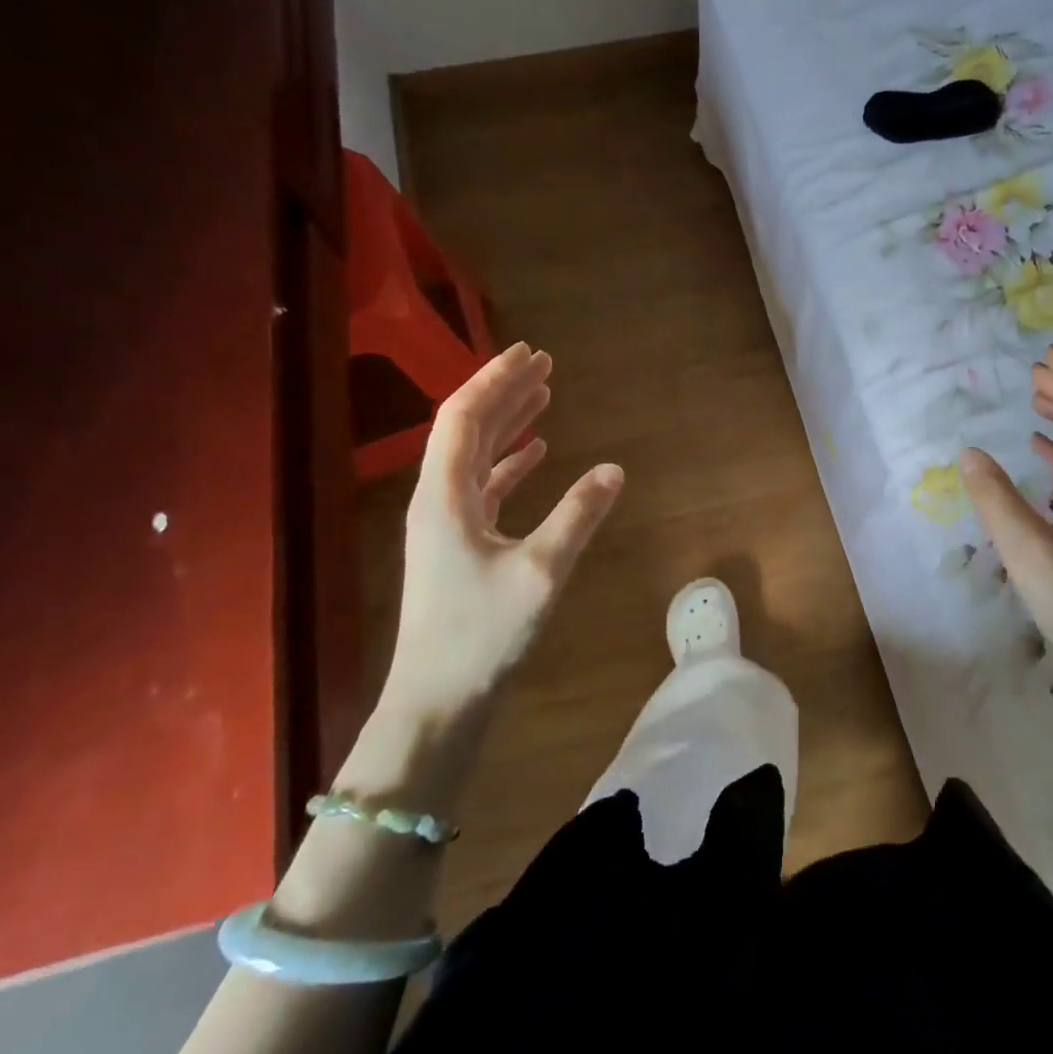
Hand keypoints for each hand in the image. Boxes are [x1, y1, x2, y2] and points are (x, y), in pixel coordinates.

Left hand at [384, 342, 622, 715]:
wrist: (437, 701)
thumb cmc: (481, 635)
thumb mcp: (540, 571)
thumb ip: (578, 515)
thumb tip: (615, 468)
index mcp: (444, 494)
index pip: (465, 416)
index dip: (496, 378)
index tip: (530, 352)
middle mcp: (438, 498)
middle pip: (468, 427)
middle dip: (505, 391)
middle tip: (543, 363)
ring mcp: (446, 522)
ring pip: (475, 455)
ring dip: (508, 422)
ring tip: (543, 395)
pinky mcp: (458, 544)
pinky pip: (484, 486)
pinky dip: (510, 463)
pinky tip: (537, 453)